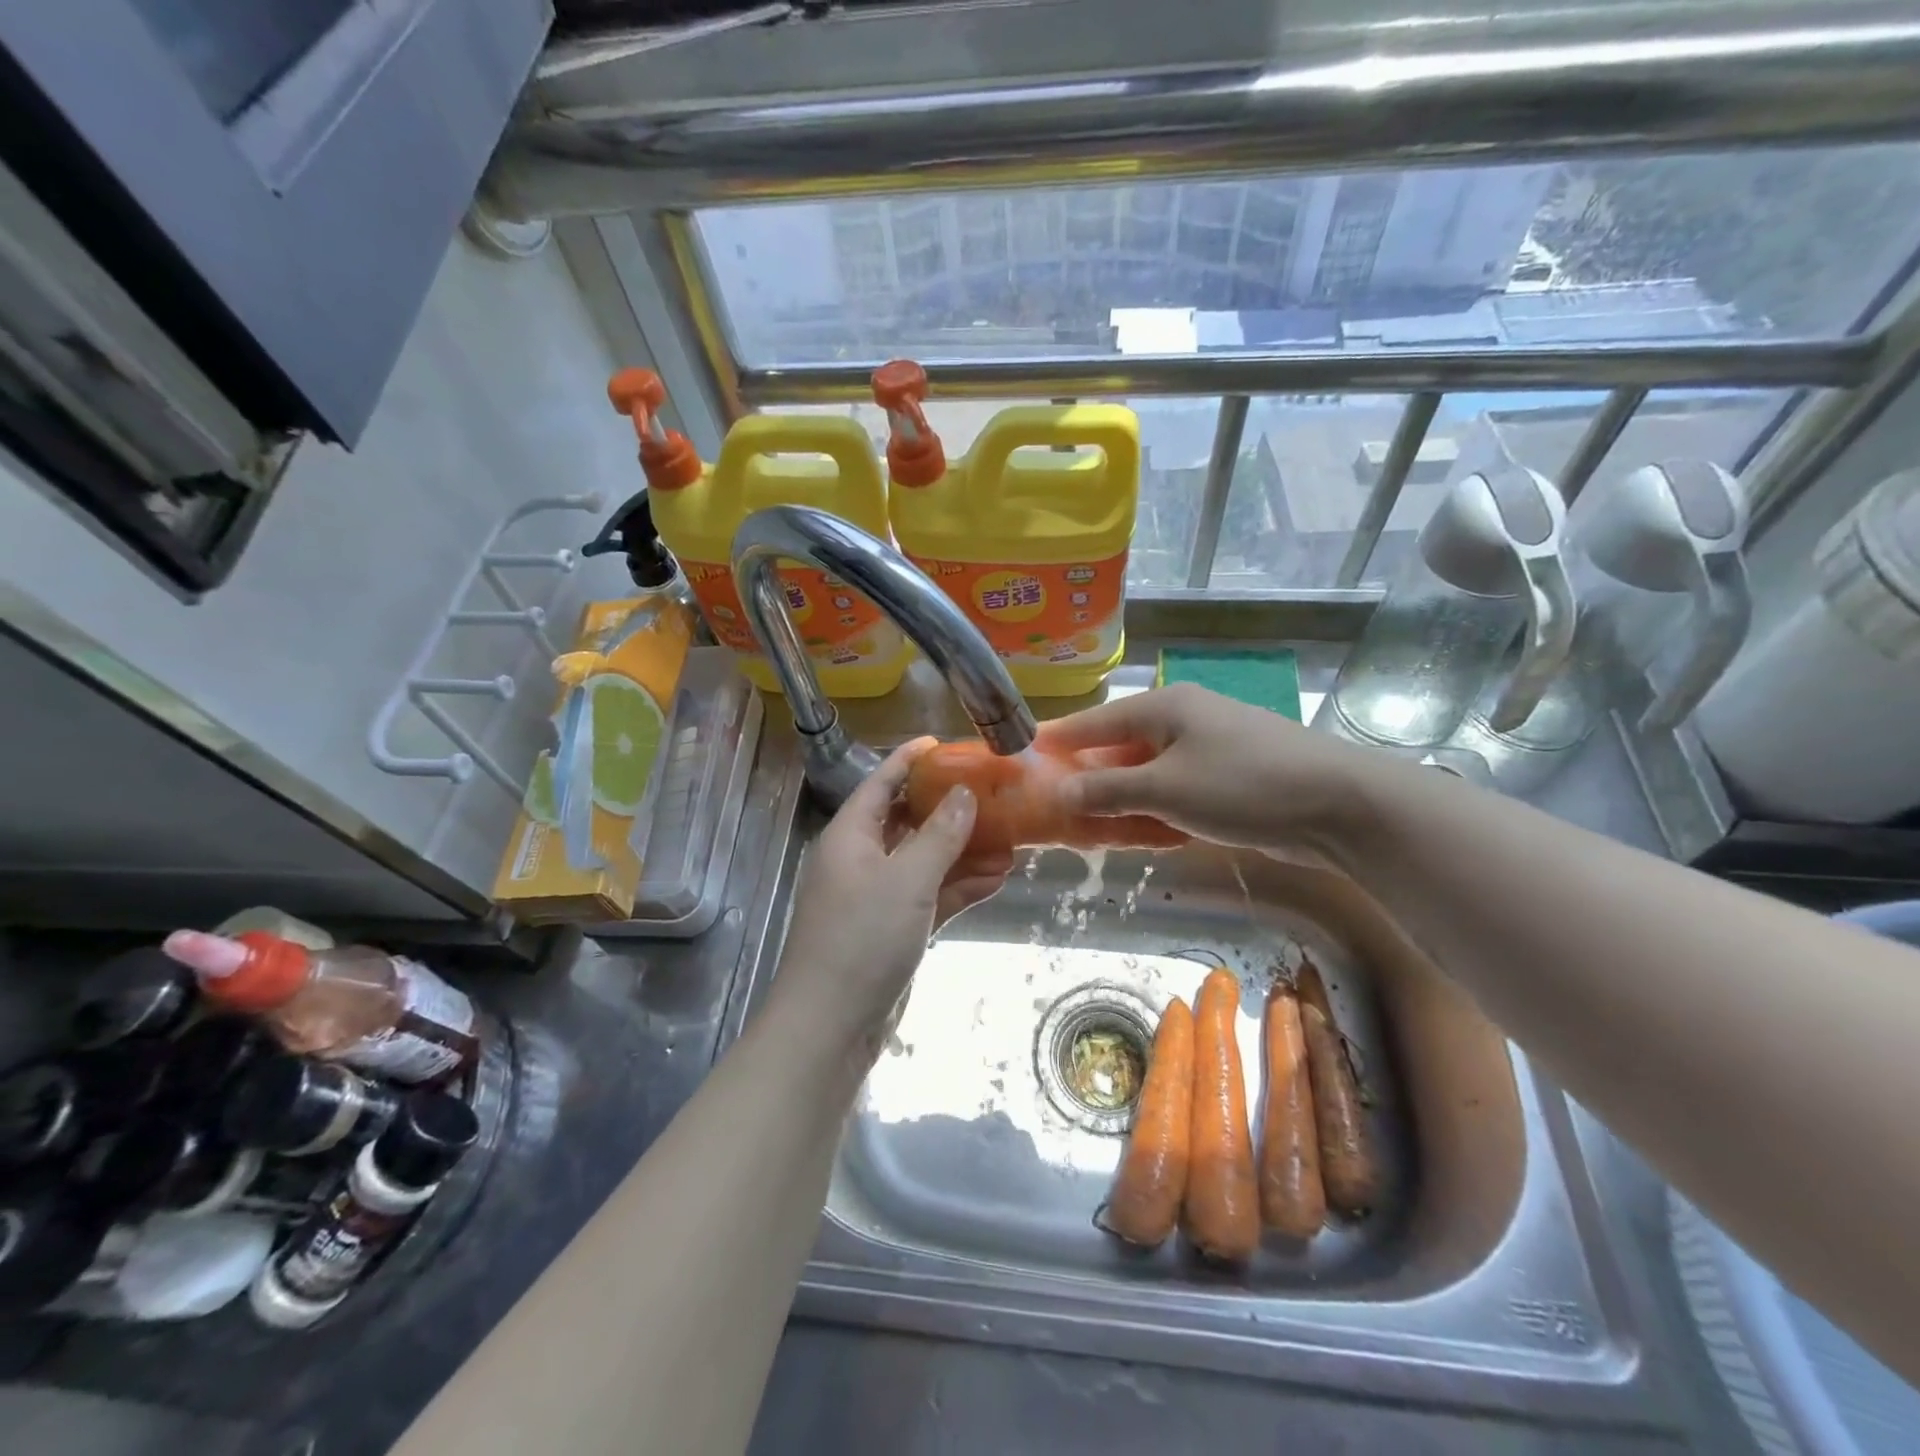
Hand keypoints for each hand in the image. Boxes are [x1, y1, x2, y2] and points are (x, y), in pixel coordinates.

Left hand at [770, 738, 1011, 1058]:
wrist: (832, 1024)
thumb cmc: (863, 938)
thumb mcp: (907, 879)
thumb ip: (939, 835)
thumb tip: (964, 794)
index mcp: (850, 836)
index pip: (880, 783)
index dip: (909, 760)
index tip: (944, 743)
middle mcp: (861, 860)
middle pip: (908, 822)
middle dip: (949, 811)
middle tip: (993, 796)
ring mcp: (877, 897)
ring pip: (925, 862)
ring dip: (963, 853)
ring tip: (1010, 842)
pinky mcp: (893, 930)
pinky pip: (930, 897)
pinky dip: (959, 888)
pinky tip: (996, 881)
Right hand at [1037, 684, 1380, 856]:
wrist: (1339, 806)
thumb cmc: (1242, 784)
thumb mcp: (1165, 788)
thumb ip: (1108, 790)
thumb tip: (1060, 792)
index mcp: (1164, 707)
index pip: (1095, 722)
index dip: (1058, 741)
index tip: (1023, 758)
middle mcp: (1184, 719)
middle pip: (1119, 747)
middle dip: (1088, 776)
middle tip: (1052, 803)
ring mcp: (1209, 748)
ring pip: (1147, 772)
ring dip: (1120, 798)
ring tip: (1086, 824)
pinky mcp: (1229, 777)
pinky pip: (1175, 790)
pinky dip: (1153, 809)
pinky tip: (1138, 833)